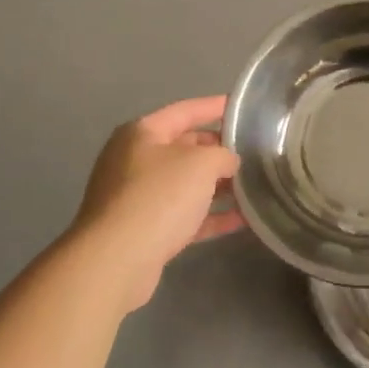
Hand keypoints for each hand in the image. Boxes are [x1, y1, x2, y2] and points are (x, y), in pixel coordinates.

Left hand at [70, 95, 243, 310]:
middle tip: (252, 153)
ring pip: (185, 184)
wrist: (116, 260)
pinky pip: (183, 216)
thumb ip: (223, 155)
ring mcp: (136, 197)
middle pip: (184, 147)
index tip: (241, 107)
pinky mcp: (143, 231)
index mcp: (142, 134)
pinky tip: (241, 220)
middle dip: (218, 150)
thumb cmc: (159, 197)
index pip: (186, 110)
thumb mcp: (201, 163)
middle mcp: (135, 160)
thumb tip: (227, 163)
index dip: (215, 106)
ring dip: (217, 186)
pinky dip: (209, 216)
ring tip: (252, 186)